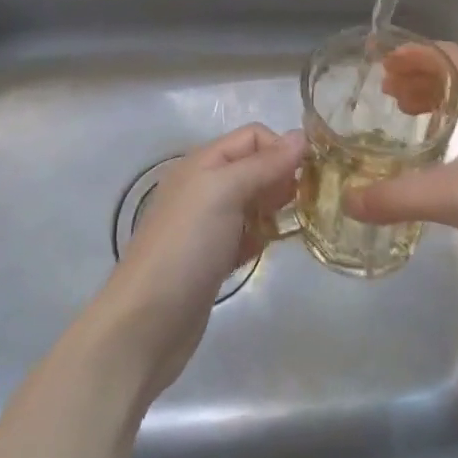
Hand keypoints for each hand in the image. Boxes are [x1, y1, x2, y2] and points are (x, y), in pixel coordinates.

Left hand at [98, 123, 304, 397]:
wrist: (147, 322)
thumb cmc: (186, 246)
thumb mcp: (223, 192)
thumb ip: (263, 164)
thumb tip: (302, 136)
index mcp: (203, 162)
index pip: (253, 136)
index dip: (283, 148)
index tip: (310, 174)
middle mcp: (205, 187)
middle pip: (256, 167)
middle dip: (283, 178)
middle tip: (305, 203)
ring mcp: (208, 224)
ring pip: (255, 202)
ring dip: (276, 209)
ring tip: (291, 227)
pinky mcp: (213, 257)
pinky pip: (247, 234)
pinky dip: (261, 237)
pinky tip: (267, 250)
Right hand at [343, 43, 457, 297]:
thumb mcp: (457, 198)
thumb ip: (398, 197)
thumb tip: (348, 200)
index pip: (448, 55)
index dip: (412, 54)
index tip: (378, 63)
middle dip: (420, 79)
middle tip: (384, 93)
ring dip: (439, 102)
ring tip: (406, 115)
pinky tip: (445, 153)